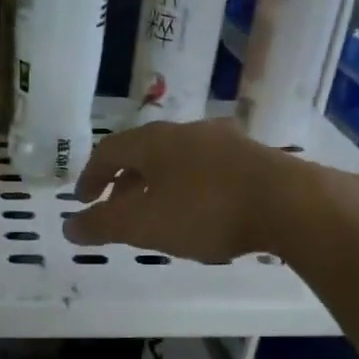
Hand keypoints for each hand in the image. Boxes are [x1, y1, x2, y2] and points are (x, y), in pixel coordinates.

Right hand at [65, 119, 301, 262]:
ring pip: (176, 160)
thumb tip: (68, 226)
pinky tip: (200, 212)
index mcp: (153, 142)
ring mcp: (223, 141)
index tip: (84, 201)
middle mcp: (186, 132)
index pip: (108, 151)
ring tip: (157, 214)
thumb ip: (102, 225)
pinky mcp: (253, 157)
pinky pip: (206, 169)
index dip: (91, 176)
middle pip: (143, 153)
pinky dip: (188, 188)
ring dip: (157, 185)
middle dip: (124, 183)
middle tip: (117, 211)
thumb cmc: (206, 211)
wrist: (290, 203)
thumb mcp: (144, 225)